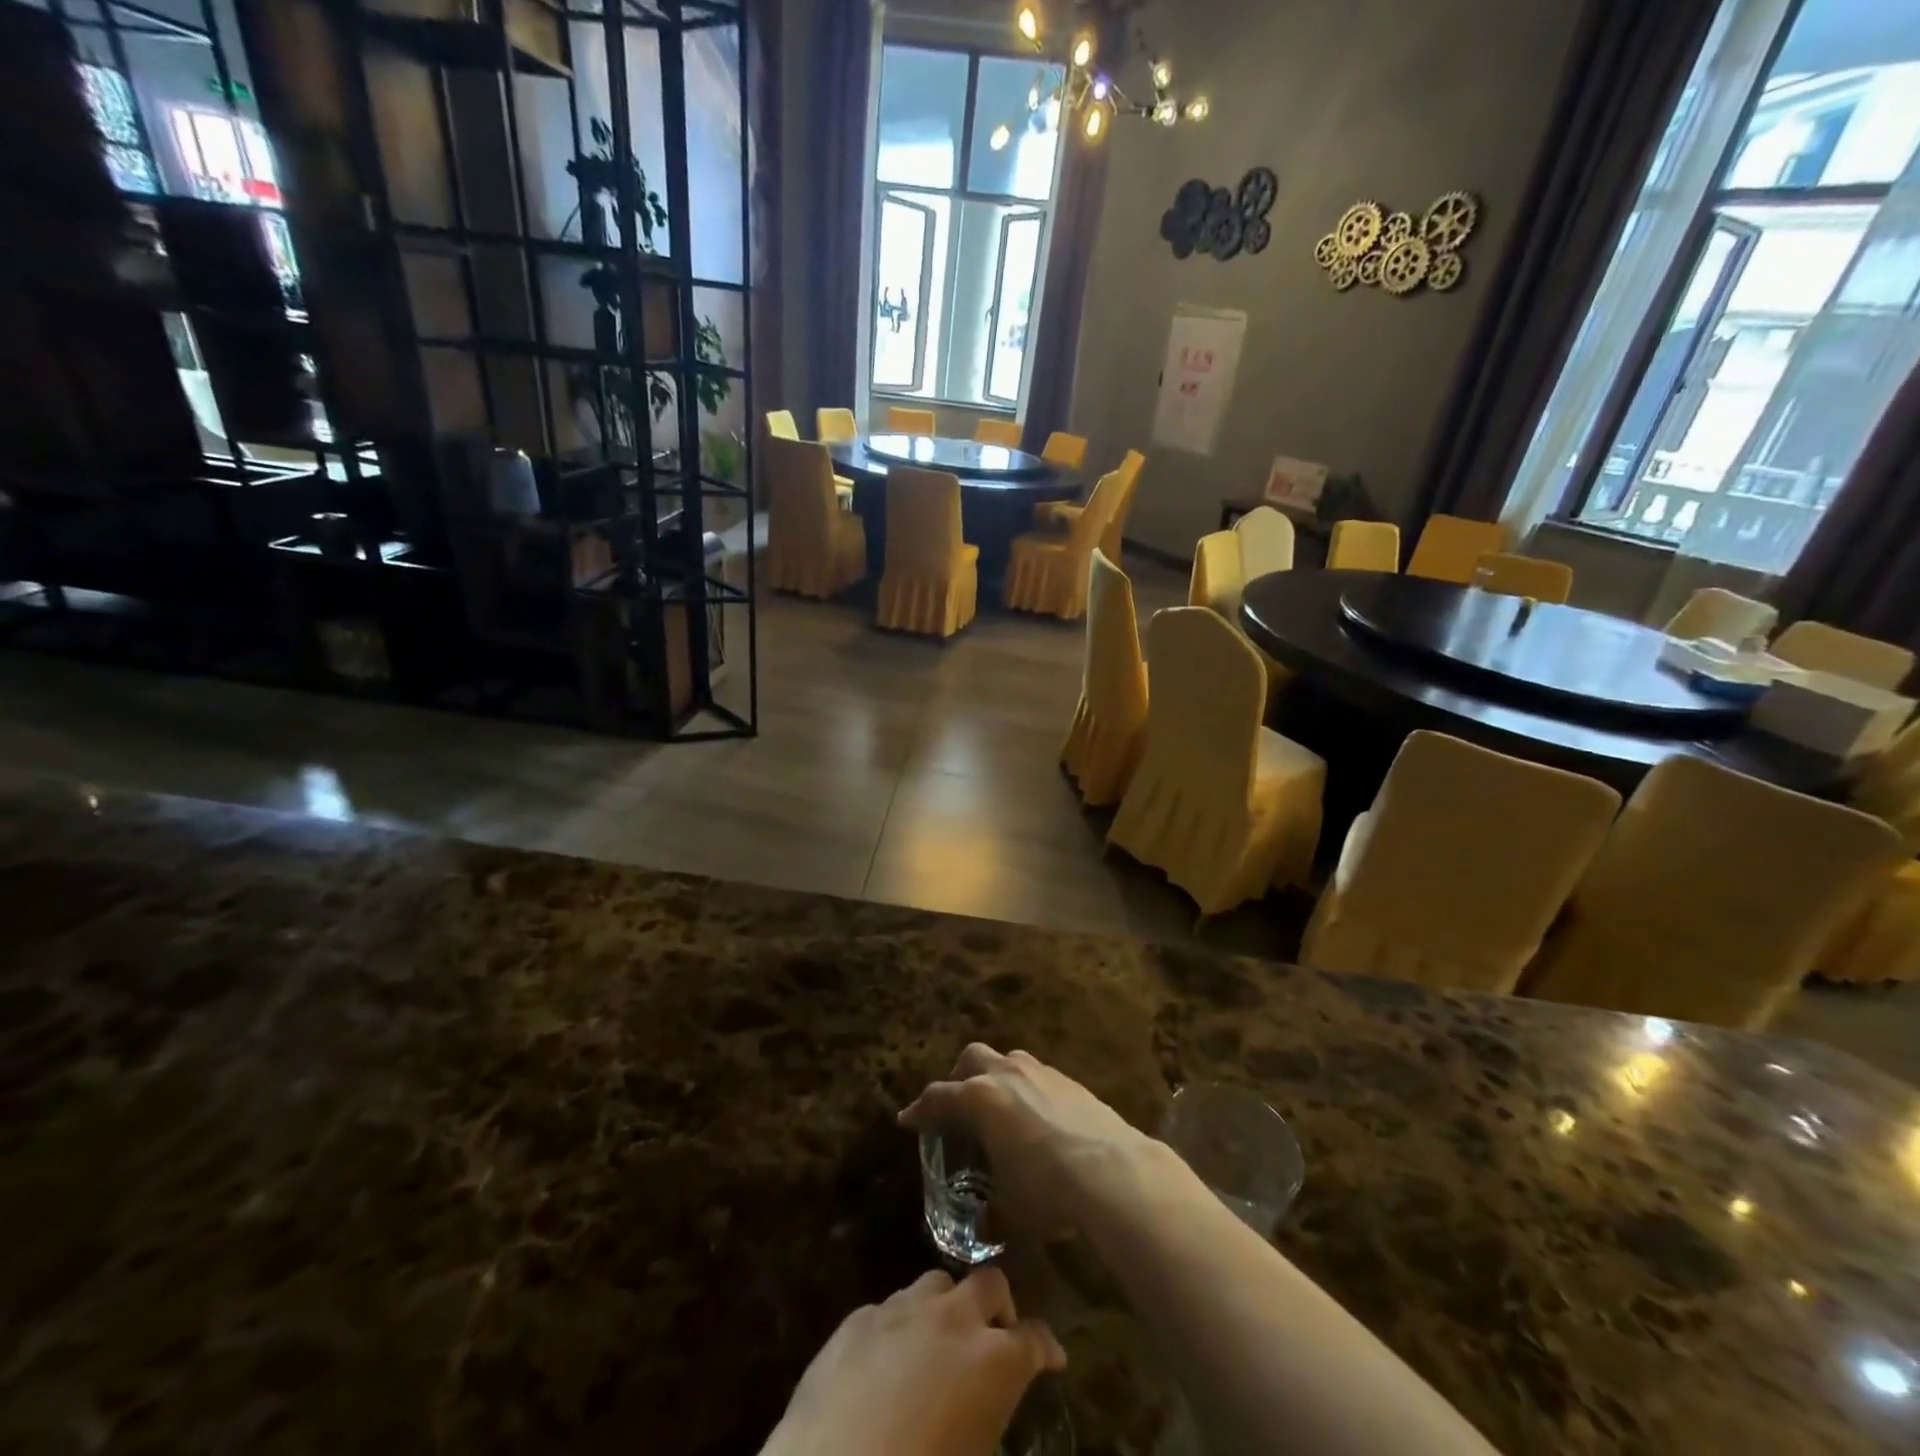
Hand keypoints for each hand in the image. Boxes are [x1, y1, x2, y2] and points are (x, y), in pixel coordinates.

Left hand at [762, 1268, 1064, 1455]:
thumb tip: (982, 1411)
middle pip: (988, 1283)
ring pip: (936, 1284)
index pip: (1034, 1339)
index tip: (1052, 1358)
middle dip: (998, 1306)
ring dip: (946, 1308)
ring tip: (939, 1342)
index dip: (1046, 1348)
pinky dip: (900, 1327)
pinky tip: (887, 1361)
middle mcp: (951, 1319)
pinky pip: (889, 1310)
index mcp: (991, 1361)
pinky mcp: (857, 1319)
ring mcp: (901, 1310)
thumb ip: (987, 1420)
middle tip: (996, 1334)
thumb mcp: (974, 1452)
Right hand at [899, 1044, 1153, 1242]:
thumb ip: (991, 1213)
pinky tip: (1038, 1120)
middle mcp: (1006, 1073)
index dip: (920, 1110)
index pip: (938, 1098)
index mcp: (979, 1099)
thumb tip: (985, 1223)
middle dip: (960, 1078)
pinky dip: (1028, 1090)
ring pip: (1007, 1060)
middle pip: (971, 1059)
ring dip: (997, 1079)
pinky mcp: (1070, 1079)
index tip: (908, 1120)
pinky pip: (1037, 1076)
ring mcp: (1040, 1071)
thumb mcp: (1011, 1210)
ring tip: (1000, 1111)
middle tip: (959, 1107)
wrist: (1112, 1169)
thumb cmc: (1047, 1188)